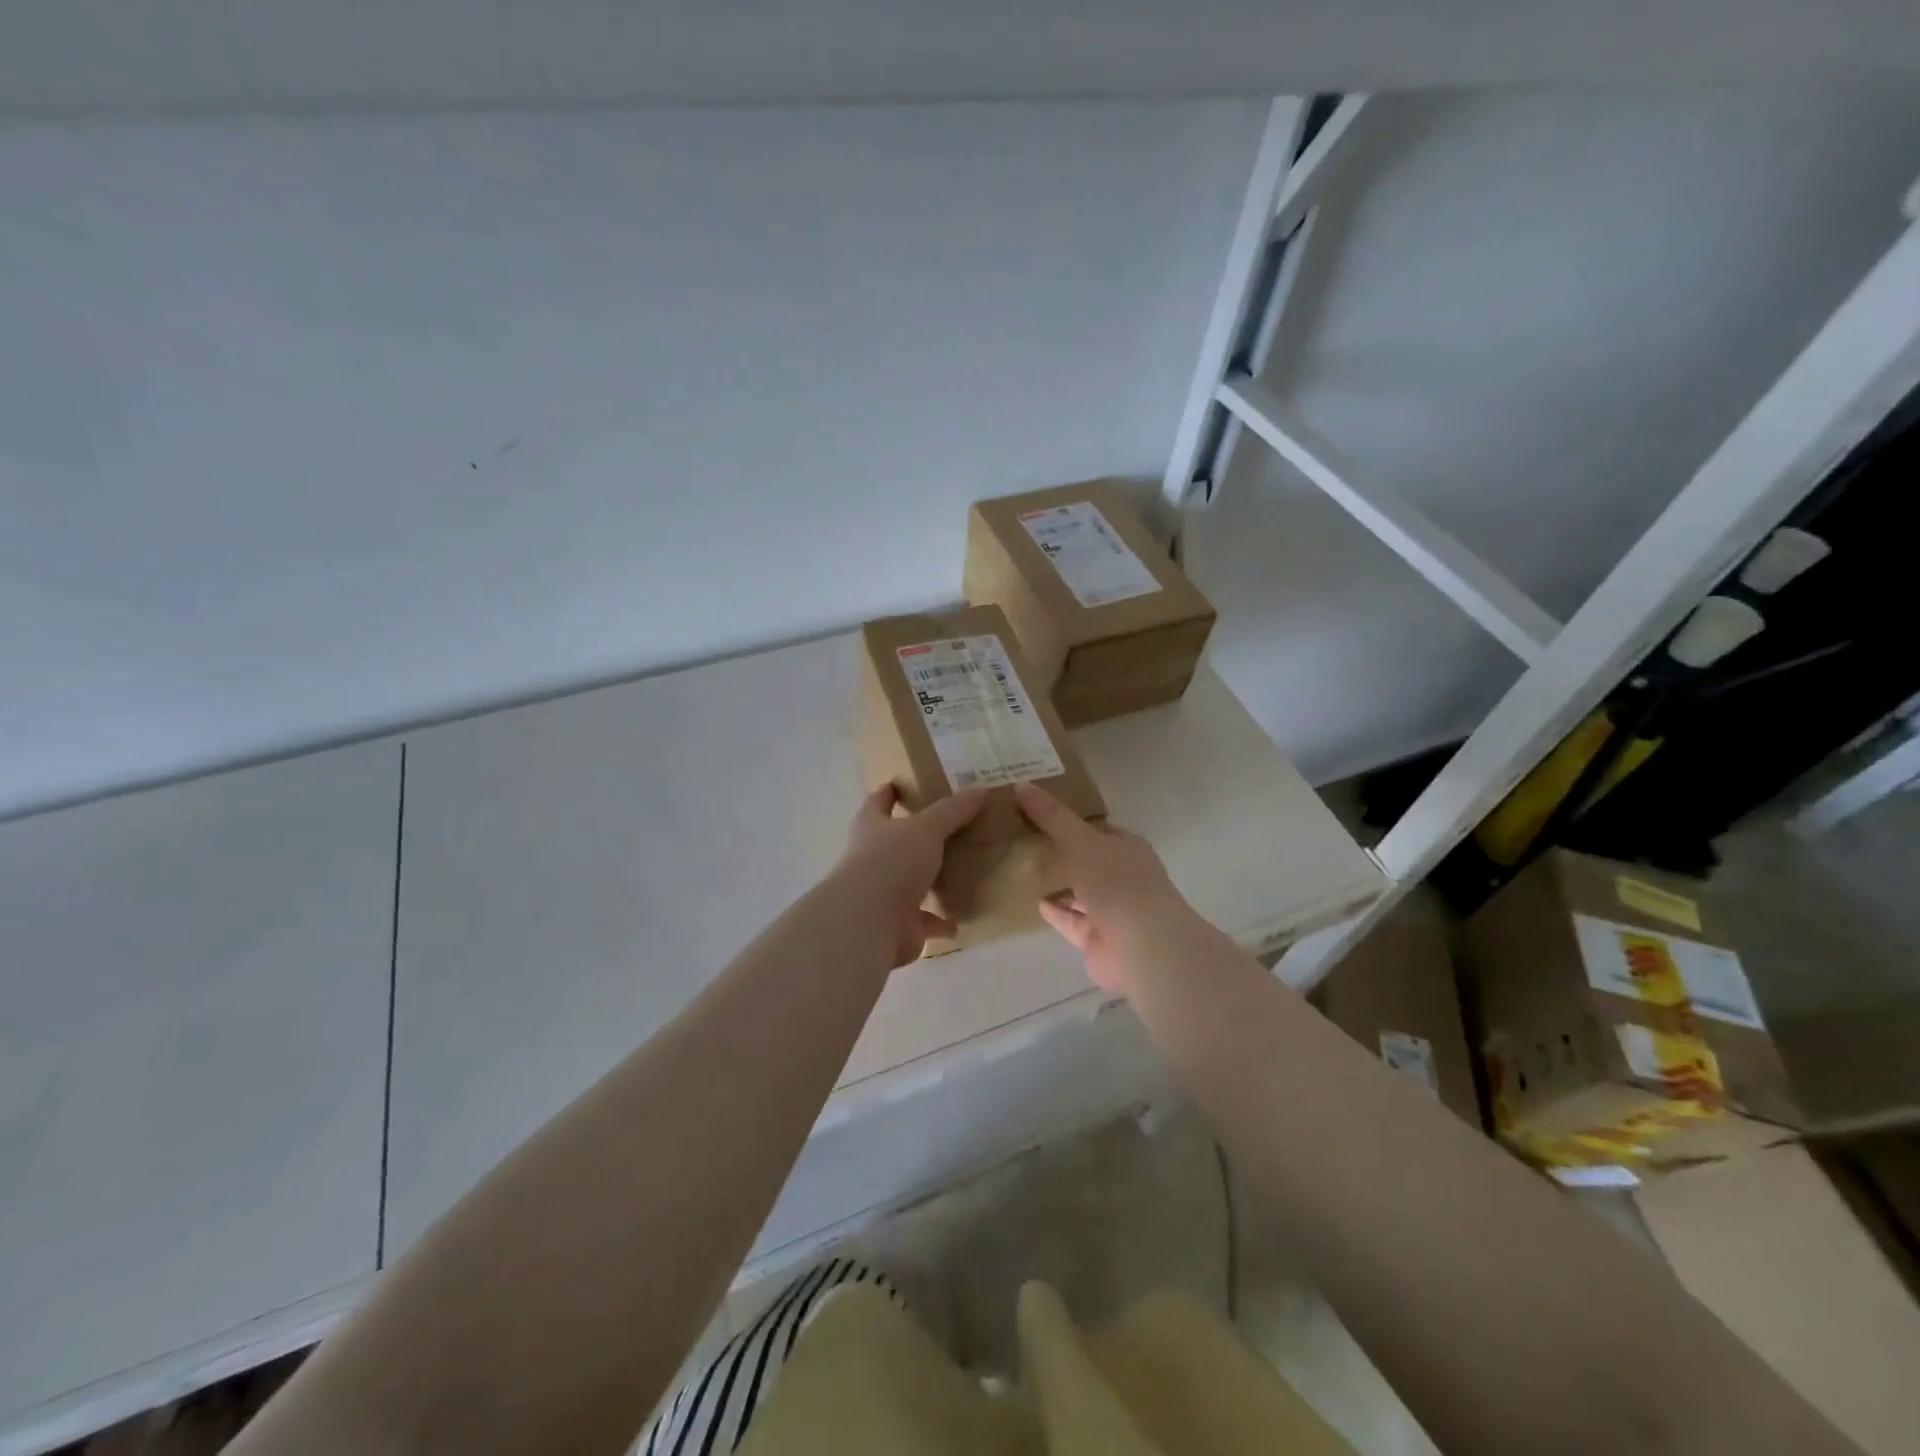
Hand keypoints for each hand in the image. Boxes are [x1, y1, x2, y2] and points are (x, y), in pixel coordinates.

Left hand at [835, 785, 988, 966]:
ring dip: (928, 882)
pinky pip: (923, 921)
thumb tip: (982, 789)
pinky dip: (938, 921)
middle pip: (894, 843)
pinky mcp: (897, 924)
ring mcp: (882, 894)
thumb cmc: (892, 860)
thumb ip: (954, 810)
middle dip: (915, 839)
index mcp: (871, 827)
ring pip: (909, 883)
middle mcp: (871, 858)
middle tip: (946, 830)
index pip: (878, 802)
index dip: (889, 792)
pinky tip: (958, 920)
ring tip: (957, 875)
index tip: (901, 784)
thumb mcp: (928, 827)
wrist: (870, 920)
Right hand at [1014, 781, 1200, 997]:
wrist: (1143, 947)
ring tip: (1020, 869)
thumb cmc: (1117, 884)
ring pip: (1078, 892)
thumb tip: (1021, 785)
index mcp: (1126, 848)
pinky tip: (1034, 901)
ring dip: (1056, 883)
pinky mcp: (1096, 938)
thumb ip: (1052, 817)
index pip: (1095, 828)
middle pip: (1086, 860)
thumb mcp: (1081, 841)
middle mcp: (1121, 877)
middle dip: (1059, 851)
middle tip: (1020, 838)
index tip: (1035, 811)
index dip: (1068, 819)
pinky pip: (1071, 919)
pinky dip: (1055, 911)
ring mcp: (1111, 910)